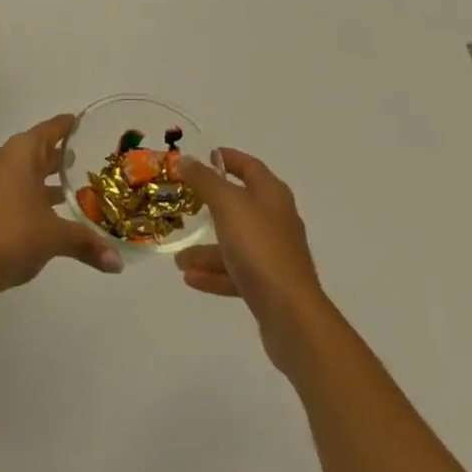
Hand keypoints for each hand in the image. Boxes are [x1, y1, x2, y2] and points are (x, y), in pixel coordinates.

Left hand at [0, 114, 121, 297]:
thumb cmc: (11, 236)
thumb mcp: (54, 238)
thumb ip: (87, 244)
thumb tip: (118, 265)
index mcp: (21, 152)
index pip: (51, 129)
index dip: (69, 126)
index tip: (85, 124)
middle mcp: (2, 157)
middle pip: (36, 149)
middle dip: (59, 157)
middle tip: (86, 161)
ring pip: (22, 170)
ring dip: (42, 178)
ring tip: (69, 191)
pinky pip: (8, 186)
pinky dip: (26, 193)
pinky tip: (40, 213)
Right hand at [175, 148, 329, 371]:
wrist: (291, 315)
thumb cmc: (259, 248)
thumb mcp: (227, 205)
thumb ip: (205, 181)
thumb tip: (187, 159)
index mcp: (272, 194)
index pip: (249, 166)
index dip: (228, 159)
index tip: (205, 157)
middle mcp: (276, 219)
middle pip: (240, 205)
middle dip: (210, 206)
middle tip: (185, 204)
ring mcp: (274, 254)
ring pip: (235, 243)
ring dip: (207, 249)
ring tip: (179, 259)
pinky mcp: (270, 285)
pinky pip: (237, 272)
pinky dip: (214, 273)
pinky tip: (190, 278)